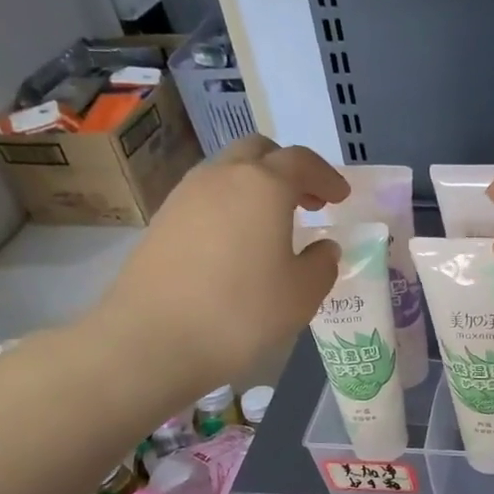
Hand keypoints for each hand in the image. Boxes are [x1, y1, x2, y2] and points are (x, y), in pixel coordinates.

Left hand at [85, 136, 348, 389]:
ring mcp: (184, 196)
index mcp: (263, 185)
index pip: (302, 161)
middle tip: (307, 202)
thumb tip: (323, 248)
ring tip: (272, 225)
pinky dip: (229, 208)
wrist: (152, 341)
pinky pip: (205, 199)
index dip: (327, 177)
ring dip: (255, 187)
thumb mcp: (302, 294)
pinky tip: (237, 245)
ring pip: (227, 173)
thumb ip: (321, 264)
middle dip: (287, 169)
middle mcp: (221, 177)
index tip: (341, 197)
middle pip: (258, 152)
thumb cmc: (241, 313)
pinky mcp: (161, 222)